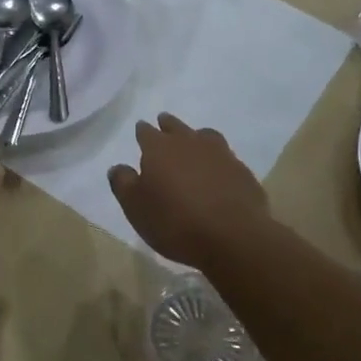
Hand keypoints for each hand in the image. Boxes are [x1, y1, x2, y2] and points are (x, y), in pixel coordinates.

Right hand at [108, 113, 267, 268]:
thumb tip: (118, 167)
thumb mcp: (136, 207)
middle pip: (176, 126)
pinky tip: (218, 172)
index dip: (142, 131)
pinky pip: (226, 158)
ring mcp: (220, 155)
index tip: (141, 129)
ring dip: (197, 137)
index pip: (146, 132)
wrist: (233, 237)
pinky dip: (218, 161)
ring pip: (205, 136)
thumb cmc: (175, 221)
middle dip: (168, 124)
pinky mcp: (242, 172)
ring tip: (194, 142)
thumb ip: (123, 183)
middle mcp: (189, 143)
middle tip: (164, 123)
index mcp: (159, 148)